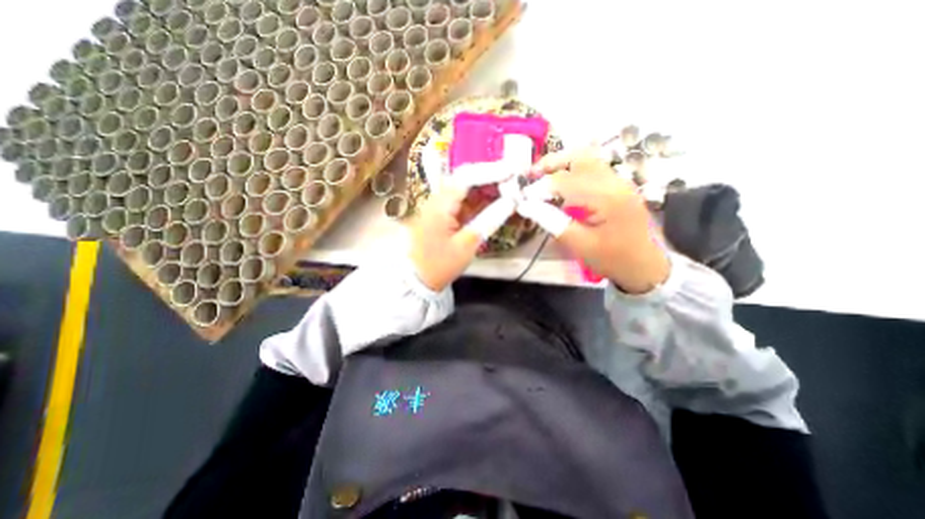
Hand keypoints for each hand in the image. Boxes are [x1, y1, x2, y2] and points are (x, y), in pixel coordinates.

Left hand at [412, 170, 519, 291]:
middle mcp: (438, 199)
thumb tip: (511, 202)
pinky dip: (480, 200)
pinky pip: (463, 200)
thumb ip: (488, 221)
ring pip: (465, 188)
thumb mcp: (466, 245)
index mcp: (440, 204)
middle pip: (465, 178)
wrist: (417, 279)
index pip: (466, 177)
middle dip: (490, 177)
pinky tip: (494, 202)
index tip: (512, 172)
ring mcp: (440, 205)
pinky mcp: (443, 213)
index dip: (490, 171)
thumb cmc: (439, 265)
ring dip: (486, 187)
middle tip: (514, 180)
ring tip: (509, 190)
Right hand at [528, 146, 672, 291]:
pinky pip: (592, 169)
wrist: (645, 265)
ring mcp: (619, 181)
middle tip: (531, 174)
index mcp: (607, 197)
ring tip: (542, 177)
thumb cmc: (612, 258)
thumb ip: (552, 222)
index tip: (523, 198)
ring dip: (562, 164)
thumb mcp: (579, 244)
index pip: (566, 181)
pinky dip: (572, 171)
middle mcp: (615, 182)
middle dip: (552, 162)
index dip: (540, 187)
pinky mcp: (618, 186)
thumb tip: (526, 206)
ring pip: (587, 159)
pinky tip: (561, 185)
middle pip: (580, 156)